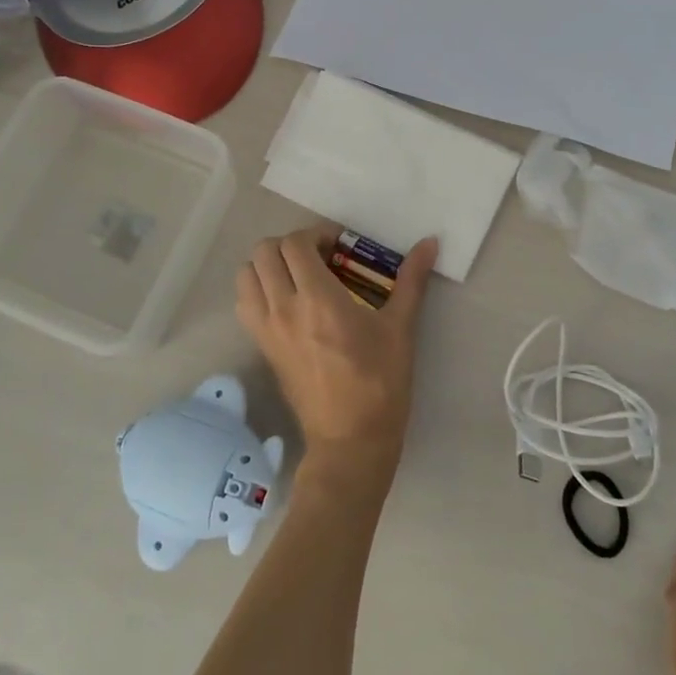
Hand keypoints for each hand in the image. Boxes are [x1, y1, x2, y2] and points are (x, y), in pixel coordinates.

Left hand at [235, 227, 438, 495]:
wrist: (351, 440)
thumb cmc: (380, 382)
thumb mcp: (400, 328)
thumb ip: (411, 280)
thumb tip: (430, 242)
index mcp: (317, 299)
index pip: (295, 244)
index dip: (316, 234)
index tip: (340, 245)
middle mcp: (283, 308)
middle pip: (263, 252)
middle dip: (289, 245)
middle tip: (318, 257)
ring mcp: (266, 330)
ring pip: (246, 276)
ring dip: (268, 265)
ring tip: (297, 276)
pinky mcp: (262, 349)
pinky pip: (245, 305)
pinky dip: (258, 290)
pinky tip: (287, 302)